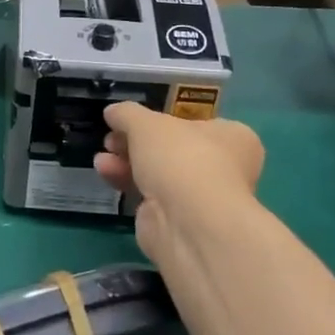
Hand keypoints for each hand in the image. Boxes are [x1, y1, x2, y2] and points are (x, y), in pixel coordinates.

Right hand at [94, 103, 264, 257]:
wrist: (188, 222)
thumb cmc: (180, 158)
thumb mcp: (146, 123)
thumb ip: (127, 113)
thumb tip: (113, 112)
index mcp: (232, 137)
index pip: (193, 123)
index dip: (160, 120)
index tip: (132, 122)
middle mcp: (223, 167)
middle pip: (170, 149)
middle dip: (135, 143)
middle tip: (112, 139)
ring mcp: (200, 197)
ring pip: (157, 172)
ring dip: (126, 162)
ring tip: (102, 158)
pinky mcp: (178, 220)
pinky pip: (149, 195)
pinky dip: (127, 182)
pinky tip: (105, 173)